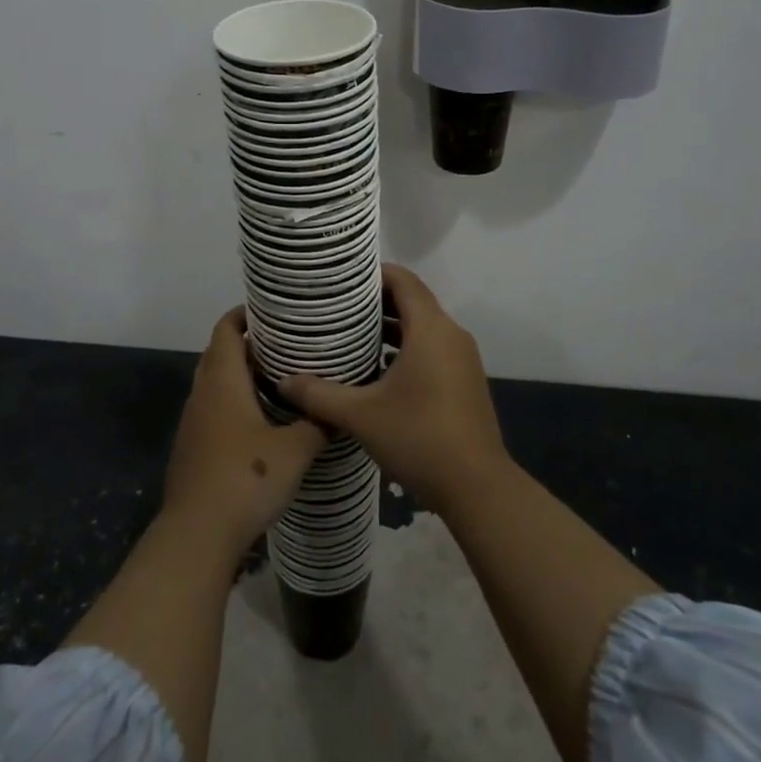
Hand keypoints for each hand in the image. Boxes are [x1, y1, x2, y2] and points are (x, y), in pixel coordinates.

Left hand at [162, 308, 327, 555]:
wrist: (196, 535)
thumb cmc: (245, 478)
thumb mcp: (294, 450)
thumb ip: (318, 423)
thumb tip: (339, 408)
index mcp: (223, 380)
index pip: (226, 329)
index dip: (245, 314)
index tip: (273, 311)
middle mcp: (203, 393)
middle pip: (220, 353)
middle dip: (250, 345)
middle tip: (287, 345)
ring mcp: (193, 422)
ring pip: (216, 384)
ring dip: (242, 377)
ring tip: (281, 380)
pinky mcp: (192, 448)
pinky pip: (214, 410)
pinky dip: (234, 404)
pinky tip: (262, 423)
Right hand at [277, 264, 510, 516]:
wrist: (477, 488)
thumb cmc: (419, 438)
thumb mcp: (361, 416)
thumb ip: (319, 395)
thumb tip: (283, 381)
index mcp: (431, 329)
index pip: (403, 280)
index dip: (374, 273)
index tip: (342, 277)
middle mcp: (451, 335)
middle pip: (413, 300)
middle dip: (376, 300)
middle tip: (337, 305)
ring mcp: (462, 359)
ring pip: (423, 327)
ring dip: (391, 326)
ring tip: (350, 333)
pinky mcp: (464, 381)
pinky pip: (432, 348)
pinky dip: (406, 348)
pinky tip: (376, 369)